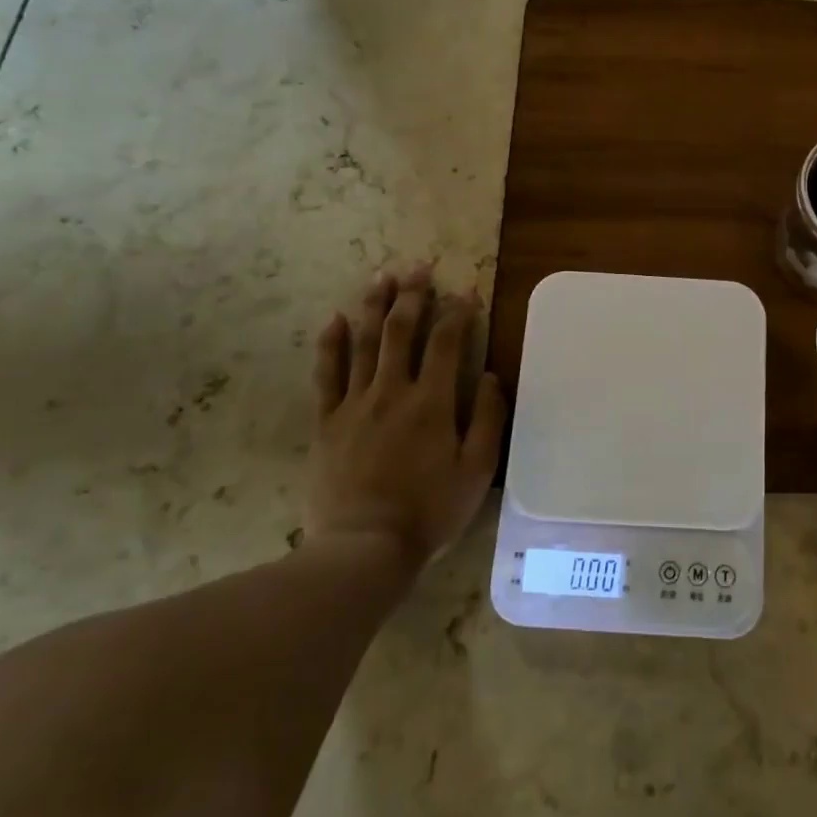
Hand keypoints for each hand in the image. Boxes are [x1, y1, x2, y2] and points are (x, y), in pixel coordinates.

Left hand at [305, 265, 506, 568]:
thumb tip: (490, 377)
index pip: (448, 343)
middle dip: (413, 295)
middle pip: (402, 331)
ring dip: (375, 306)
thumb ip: (488, 420)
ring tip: (382, 277)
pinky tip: (335, 319)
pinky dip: (331, 344)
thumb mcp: (476, 471)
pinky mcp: (327, 422)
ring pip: (365, 343)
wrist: (362, 548)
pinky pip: (327, 375)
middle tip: (418, 267)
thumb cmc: (428, 512)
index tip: (466, 291)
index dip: (458, 313)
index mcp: (432, 402)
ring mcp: (355, 404)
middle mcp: (393, 391)